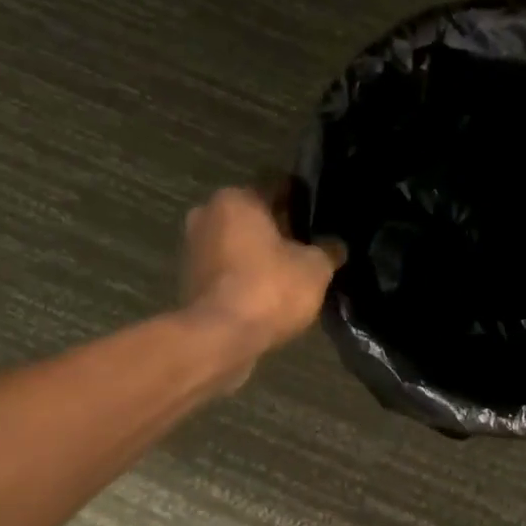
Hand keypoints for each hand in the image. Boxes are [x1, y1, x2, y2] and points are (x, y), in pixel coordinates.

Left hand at [181, 185, 342, 380]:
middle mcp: (208, 214)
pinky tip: (270, 292)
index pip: (278, 187)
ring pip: (239, 242)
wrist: (219, 339)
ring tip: (293, 272)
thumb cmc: (269, 288)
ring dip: (261, 253)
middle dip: (281, 228)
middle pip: (255, 215)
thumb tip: (336, 246)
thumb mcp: (315, 268)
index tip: (323, 216)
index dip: (304, 200)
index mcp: (236, 198)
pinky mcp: (189, 280)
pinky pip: (228, 269)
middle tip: (310, 246)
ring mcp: (193, 248)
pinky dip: (246, 276)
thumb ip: (328, 250)